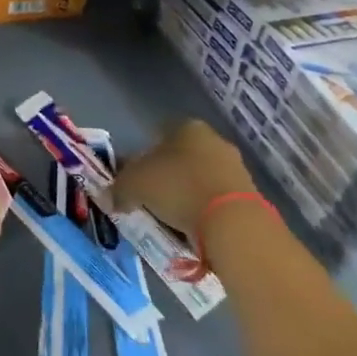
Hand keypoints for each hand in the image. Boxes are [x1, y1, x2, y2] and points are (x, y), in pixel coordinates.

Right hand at [112, 119, 258, 241]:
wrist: (232, 222)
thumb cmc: (178, 188)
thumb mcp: (134, 185)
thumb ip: (118, 188)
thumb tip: (109, 198)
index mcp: (187, 127)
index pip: (157, 135)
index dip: (141, 157)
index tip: (133, 179)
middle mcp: (214, 140)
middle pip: (180, 157)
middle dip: (164, 176)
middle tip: (148, 199)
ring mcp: (234, 167)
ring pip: (198, 178)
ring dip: (184, 194)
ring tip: (168, 218)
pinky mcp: (248, 195)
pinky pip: (214, 200)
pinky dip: (202, 211)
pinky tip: (191, 228)